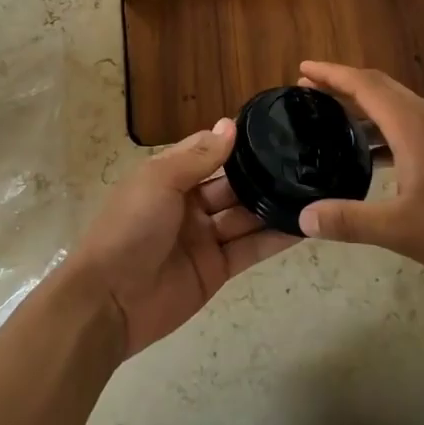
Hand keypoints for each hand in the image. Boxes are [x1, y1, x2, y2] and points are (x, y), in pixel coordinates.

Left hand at [66, 118, 297, 357]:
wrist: (109, 301)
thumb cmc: (130, 227)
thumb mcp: (159, 181)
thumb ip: (198, 156)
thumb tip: (230, 124)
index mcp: (170, 177)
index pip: (209, 152)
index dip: (236, 143)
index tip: (275, 129)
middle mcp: (190, 204)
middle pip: (233, 185)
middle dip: (262, 174)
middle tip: (305, 161)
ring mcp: (205, 238)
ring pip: (246, 216)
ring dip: (274, 204)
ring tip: (314, 189)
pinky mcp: (217, 269)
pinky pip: (251, 249)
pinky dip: (275, 239)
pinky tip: (304, 226)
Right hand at [297, 62, 423, 283]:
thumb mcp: (402, 229)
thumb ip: (350, 221)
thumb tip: (303, 217)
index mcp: (412, 125)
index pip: (364, 85)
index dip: (331, 74)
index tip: (302, 70)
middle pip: (379, 88)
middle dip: (342, 85)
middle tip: (308, 93)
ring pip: (396, 106)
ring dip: (363, 107)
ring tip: (332, 119)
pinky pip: (409, 124)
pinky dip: (383, 128)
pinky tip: (373, 154)